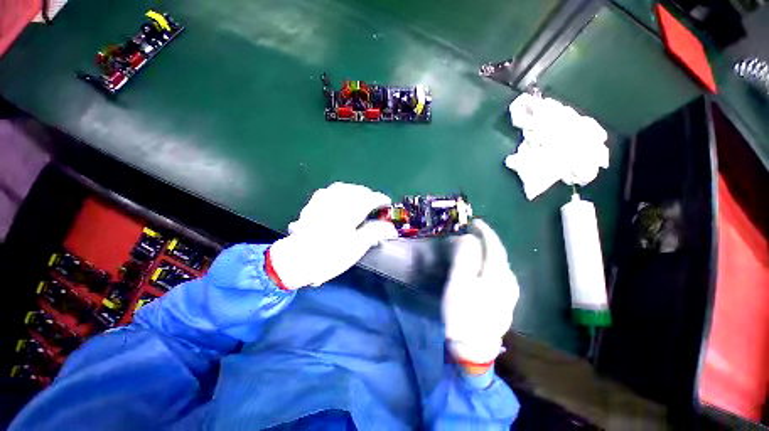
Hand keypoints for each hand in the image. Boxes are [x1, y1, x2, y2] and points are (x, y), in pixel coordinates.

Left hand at [268, 182, 397, 288]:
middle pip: (357, 190)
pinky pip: (330, 191)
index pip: (371, 199)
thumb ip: (375, 232)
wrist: (297, 259)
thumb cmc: (330, 255)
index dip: (381, 200)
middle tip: (376, 203)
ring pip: (343, 187)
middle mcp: (337, 201)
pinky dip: (341, 191)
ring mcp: (323, 201)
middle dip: (369, 194)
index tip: (387, 203)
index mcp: (350, 211)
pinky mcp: (313, 204)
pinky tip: (341, 198)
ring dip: (356, 190)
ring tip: (361, 198)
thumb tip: (391, 228)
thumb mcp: (357, 246)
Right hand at [443, 219, 519, 367]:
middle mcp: (509, 281)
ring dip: (488, 252)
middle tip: (472, 233)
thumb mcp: (459, 282)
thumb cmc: (463, 312)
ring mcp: (510, 293)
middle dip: (487, 241)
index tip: (475, 222)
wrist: (473, 348)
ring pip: (500, 265)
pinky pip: (499, 275)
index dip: (485, 231)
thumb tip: (469, 238)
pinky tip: (482, 267)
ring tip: (476, 247)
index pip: (494, 245)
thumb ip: (465, 257)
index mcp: (498, 274)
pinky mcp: (505, 301)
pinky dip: (490, 264)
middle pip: (499, 254)